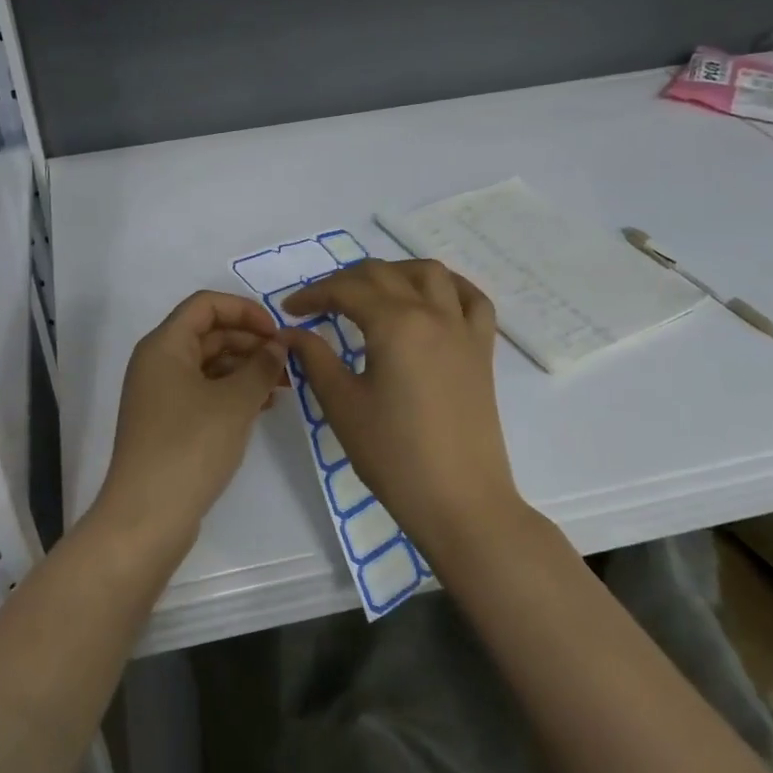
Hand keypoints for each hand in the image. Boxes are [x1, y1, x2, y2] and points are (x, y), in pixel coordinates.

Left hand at [95, 291, 286, 549]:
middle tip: (287, 362)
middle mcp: (157, 362)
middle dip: (250, 341)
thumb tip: (278, 346)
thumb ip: (261, 366)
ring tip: (283, 386)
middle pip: (208, 333)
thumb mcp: (234, 402)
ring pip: (208, 364)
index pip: (205, 305)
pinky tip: (262, 406)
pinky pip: (204, 391)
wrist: (148, 516)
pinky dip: (232, 392)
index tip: (277, 332)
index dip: (244, 310)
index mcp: (164, 345)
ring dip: (245, 369)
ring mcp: (160, 394)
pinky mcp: (167, 422)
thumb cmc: (191, 446)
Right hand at [282, 259, 521, 555]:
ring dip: (395, 272)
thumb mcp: (342, 405)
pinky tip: (431, 298)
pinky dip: (449, 287)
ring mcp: (463, 329)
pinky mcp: (482, 350)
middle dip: (345, 281)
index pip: (346, 290)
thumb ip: (315, 359)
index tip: (290, 311)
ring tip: (372, 292)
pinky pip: (473, 300)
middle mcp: (432, 314)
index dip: (313, 295)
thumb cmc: (393, 455)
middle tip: (320, 305)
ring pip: (430, 274)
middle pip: (384, 274)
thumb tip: (291, 333)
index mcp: (395, 324)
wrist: (459, 500)